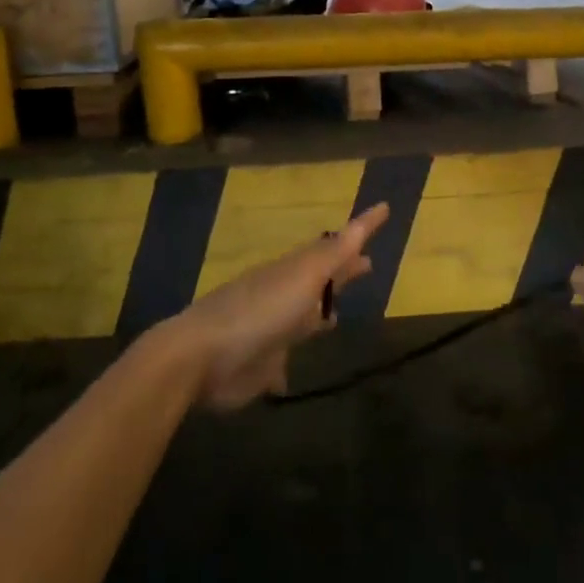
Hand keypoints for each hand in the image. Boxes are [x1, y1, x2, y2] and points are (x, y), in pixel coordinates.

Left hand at [150, 204, 388, 409]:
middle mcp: (282, 297)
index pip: (331, 249)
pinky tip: (292, 375)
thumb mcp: (305, 275)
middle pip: (317, 283)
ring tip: (335, 318)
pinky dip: (287, 366)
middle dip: (340, 276)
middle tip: (367, 268)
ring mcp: (268, 332)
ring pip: (300, 320)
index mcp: (293, 272)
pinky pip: (279, 363)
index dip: (356, 238)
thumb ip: (339, 250)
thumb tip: (378, 208)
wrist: (201, 358)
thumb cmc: (260, 311)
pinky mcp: (258, 368)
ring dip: (316, 316)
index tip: (382, 218)